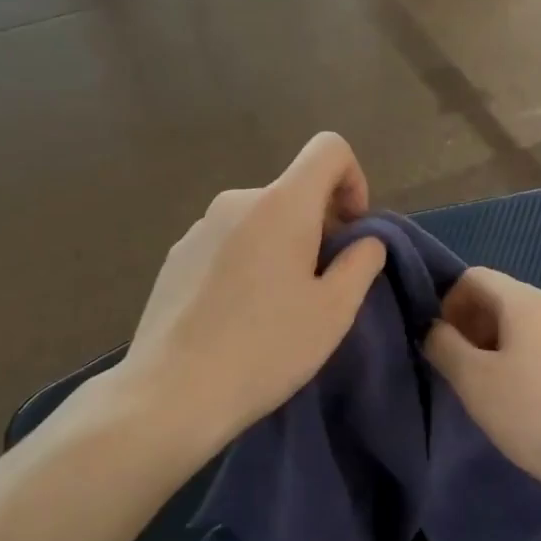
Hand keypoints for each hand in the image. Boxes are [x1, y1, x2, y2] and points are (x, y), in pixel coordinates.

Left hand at [96, 132, 387, 455]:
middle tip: (323, 286)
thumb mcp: (334, 311)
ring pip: (260, 220)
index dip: (353, 179)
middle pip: (294, 191)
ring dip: (283, 246)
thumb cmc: (267, 348)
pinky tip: (239, 315)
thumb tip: (366, 240)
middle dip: (320, 226)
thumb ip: (362, 262)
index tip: (353, 232)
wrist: (173, 392)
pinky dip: (248, 262)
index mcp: (281, 205)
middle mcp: (236, 202)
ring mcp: (199, 228)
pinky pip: (228, 243)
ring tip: (279, 307)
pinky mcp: (176, 257)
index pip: (329, 149)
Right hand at [424, 268, 540, 506]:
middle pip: (500, 299)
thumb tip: (434, 330)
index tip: (441, 343)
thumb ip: (444, 346)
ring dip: (492, 347)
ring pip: (522, 327)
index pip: (475, 277)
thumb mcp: (473, 379)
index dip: (448, 303)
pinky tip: (517, 402)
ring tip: (483, 389)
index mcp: (525, 301)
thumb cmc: (531, 411)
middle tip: (456, 368)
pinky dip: (519, 362)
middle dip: (469, 326)